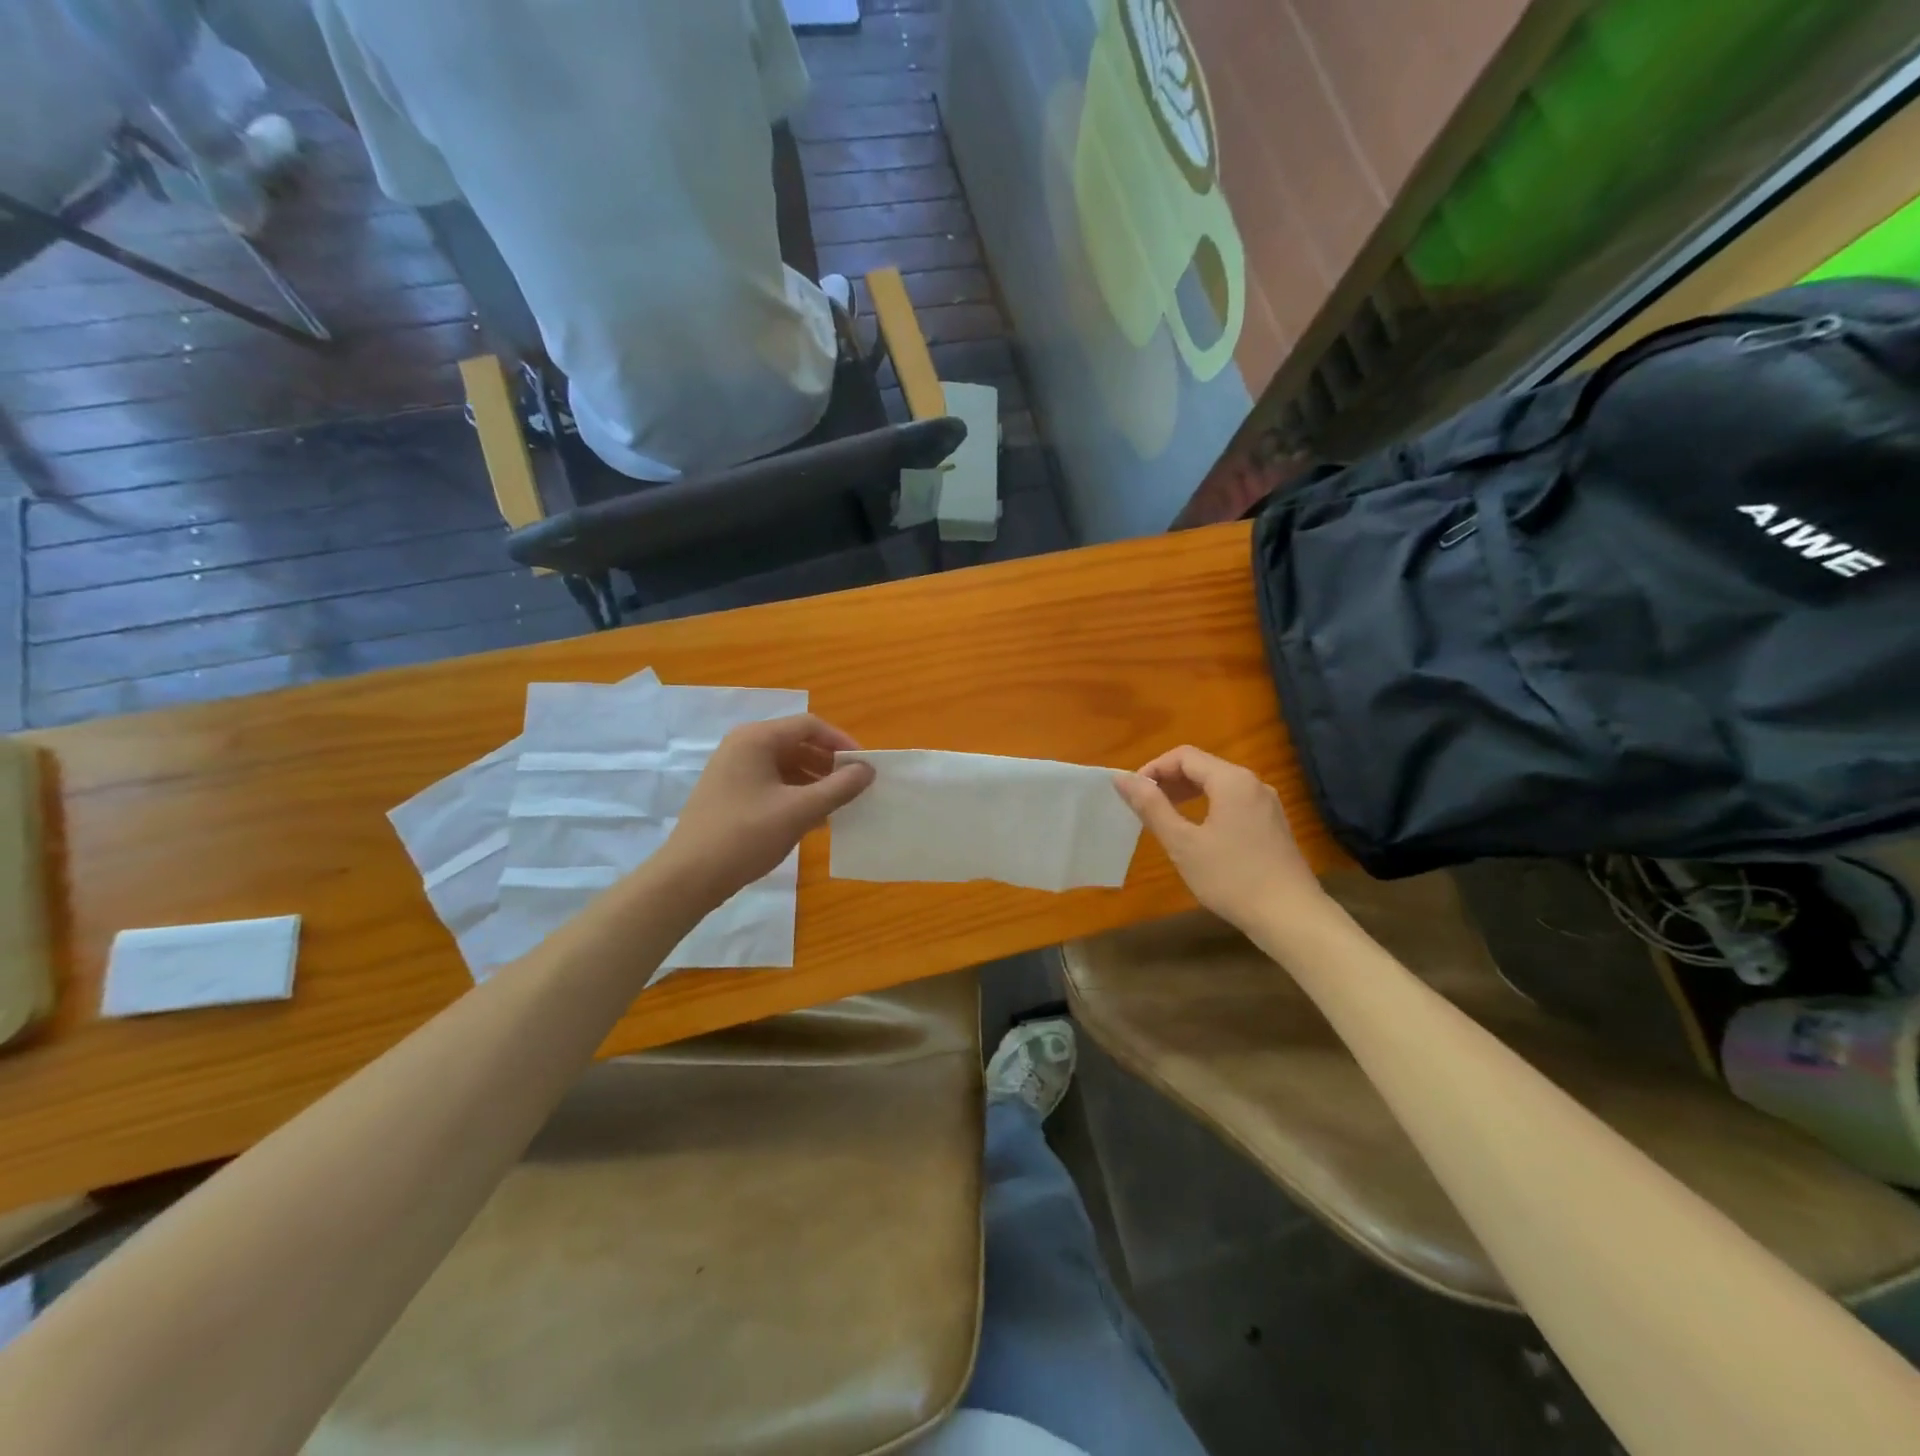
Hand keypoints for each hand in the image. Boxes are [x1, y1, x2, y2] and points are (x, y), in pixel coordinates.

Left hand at [659, 716, 874, 906]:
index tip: (865, 767)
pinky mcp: (730, 793)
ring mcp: (733, 770)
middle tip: (855, 787)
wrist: (688, 877)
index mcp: (757, 739)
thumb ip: (839, 787)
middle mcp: (743, 746)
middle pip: (797, 743)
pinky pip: (772, 782)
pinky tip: (813, 818)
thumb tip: (868, 770)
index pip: (810, 726)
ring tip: (838, 805)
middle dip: (829, 763)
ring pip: (785, 765)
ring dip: (815, 780)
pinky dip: (795, 793)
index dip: (842, 743)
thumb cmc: (746, 836)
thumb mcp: (799, 811)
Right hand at [1114, 745, 1325, 930]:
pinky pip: (1234, 801)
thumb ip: (1151, 806)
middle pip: (1203, 767)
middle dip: (1169, 781)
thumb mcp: (1182, 843)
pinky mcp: (1273, 824)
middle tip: (1144, 807)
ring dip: (1188, 794)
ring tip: (1166, 818)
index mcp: (1231, 780)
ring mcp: (1267, 804)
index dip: (1153, 769)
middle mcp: (1253, 783)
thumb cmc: (1231, 878)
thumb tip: (1122, 778)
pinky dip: (1209, 806)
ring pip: (1219, 785)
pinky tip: (1198, 833)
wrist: (1291, 917)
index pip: (1184, 756)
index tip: (1133, 794)